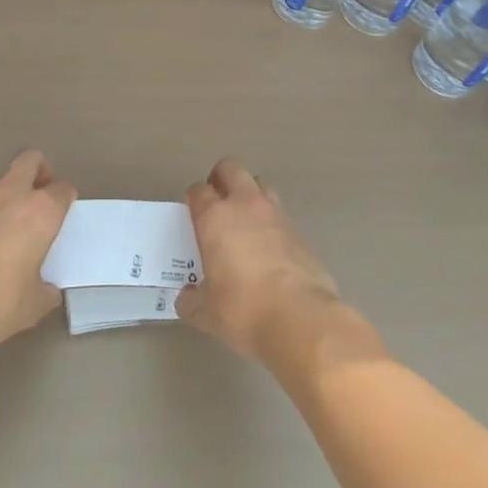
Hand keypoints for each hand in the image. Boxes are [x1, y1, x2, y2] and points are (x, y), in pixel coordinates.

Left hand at [0, 151, 75, 348]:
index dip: (66, 199)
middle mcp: (12, 197)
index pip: (62, 190)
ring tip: (14, 228)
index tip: (65, 214)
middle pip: (30, 161)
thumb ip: (45, 291)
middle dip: (39, 171)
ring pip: (2, 183)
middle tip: (42, 197)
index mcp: (40, 212)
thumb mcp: (33, 306)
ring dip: (11, 196)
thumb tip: (47, 290)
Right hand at [175, 158, 343, 362]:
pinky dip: (270, 223)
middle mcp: (244, 205)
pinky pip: (280, 214)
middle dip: (221, 178)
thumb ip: (191, 300)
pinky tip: (268, 249)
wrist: (301, 318)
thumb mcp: (206, 313)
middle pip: (230, 168)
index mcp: (215, 218)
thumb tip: (187, 297)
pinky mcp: (299, 231)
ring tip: (244, 221)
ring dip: (249, 194)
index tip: (193, 215)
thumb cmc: (243, 310)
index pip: (198, 190)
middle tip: (216, 202)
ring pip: (260, 184)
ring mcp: (276, 214)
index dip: (193, 199)